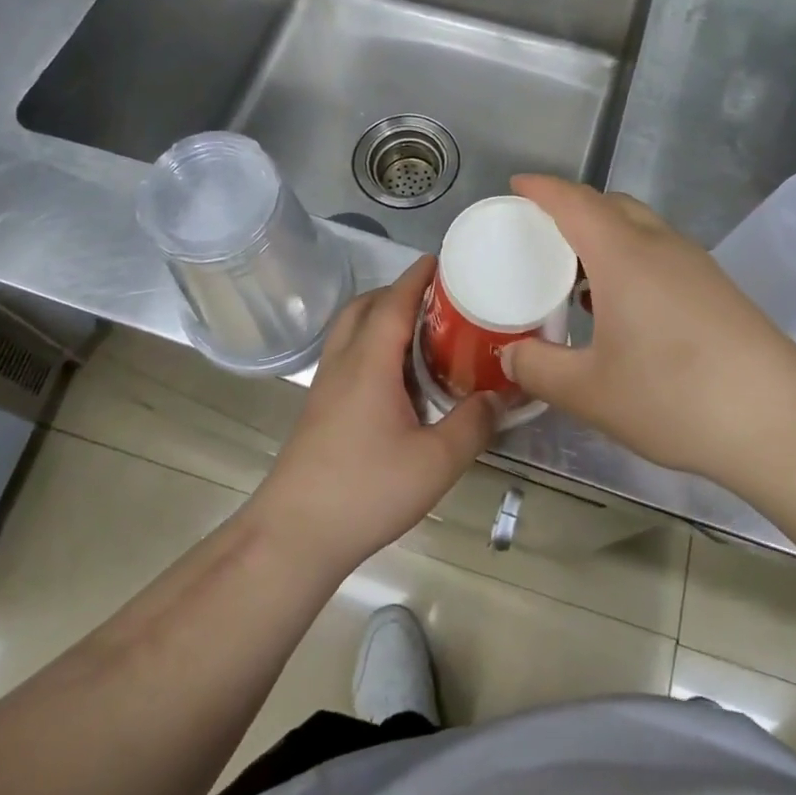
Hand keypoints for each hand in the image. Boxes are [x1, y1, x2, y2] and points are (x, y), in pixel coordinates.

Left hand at [249, 257, 498, 573]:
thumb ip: (473, 425)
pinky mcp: (320, 408)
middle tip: (437, 299)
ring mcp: (326, 385)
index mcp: (369, 362)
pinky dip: (372, 345)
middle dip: (398, 291)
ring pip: (351, 330)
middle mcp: (343, 362)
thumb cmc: (365, 490)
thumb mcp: (435, 462)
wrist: (294, 535)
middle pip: (365, 306)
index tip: (443, 259)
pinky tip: (398, 379)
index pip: (393, 301)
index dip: (417, 276)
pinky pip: (348, 356)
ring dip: (381, 317)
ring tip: (422, 334)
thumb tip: (501, 397)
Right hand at [503, 175, 795, 478]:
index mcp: (622, 255)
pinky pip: (660, 251)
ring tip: (576, 274)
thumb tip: (511, 356)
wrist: (779, 419)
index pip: (574, 201)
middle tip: (541, 235)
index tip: (517, 185)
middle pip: (609, 205)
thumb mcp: (590, 392)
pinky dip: (630, 257)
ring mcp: (694, 263)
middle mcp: (659, 244)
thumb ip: (540, 370)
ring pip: (639, 226)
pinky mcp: (716, 286)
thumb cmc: (675, 397)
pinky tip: (623, 306)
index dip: (542, 188)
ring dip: (604, 234)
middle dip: (572, 208)